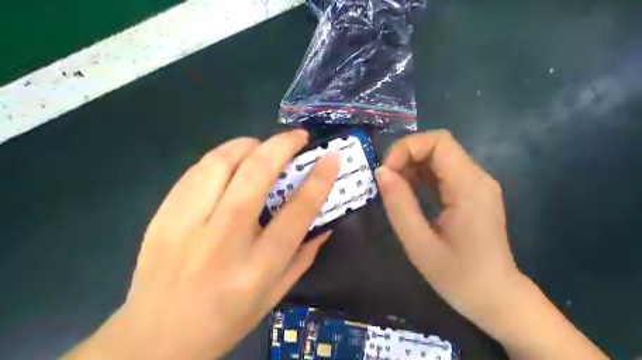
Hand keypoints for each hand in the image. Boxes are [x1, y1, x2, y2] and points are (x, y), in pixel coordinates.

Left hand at [66, 131, 340, 359]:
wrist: (156, 337)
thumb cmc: (226, 319)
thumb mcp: (275, 294)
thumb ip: (304, 255)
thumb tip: (325, 223)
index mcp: (258, 265)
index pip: (297, 211)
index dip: (318, 179)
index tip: (331, 158)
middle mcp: (224, 239)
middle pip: (256, 174)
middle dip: (282, 145)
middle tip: (298, 137)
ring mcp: (187, 224)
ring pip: (221, 162)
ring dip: (248, 145)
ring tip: (262, 146)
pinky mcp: (163, 215)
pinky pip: (196, 171)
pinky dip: (220, 158)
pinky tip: (231, 162)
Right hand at [377, 132, 607, 359]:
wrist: (496, 298)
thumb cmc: (458, 277)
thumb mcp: (419, 245)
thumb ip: (399, 205)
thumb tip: (381, 171)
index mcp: (469, 187)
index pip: (438, 141)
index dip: (406, 148)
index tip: (386, 173)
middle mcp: (477, 178)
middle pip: (438, 145)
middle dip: (406, 156)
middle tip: (386, 182)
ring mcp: (476, 184)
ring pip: (438, 157)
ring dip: (411, 166)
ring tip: (393, 190)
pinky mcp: (471, 193)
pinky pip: (442, 172)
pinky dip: (420, 176)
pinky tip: (408, 194)